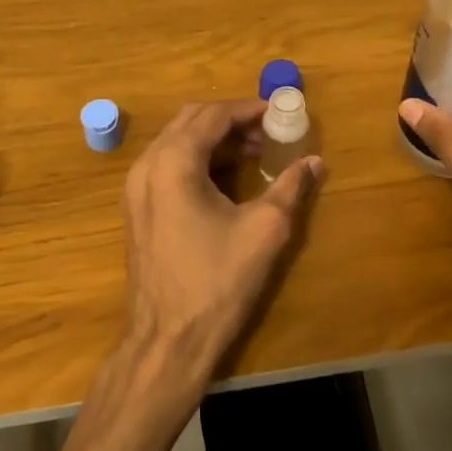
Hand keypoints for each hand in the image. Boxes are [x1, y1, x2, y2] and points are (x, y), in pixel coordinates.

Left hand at [121, 99, 324, 385]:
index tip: (279, 114)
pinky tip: (226, 177)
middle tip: (268, 131)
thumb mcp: (264, 231)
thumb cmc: (217, 282)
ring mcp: (136, 187)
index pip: (213, 115)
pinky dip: (197, 159)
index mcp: (174, 162)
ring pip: (177, 141)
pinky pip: (168, 165)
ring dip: (214, 139)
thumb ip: (290, 187)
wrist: (167, 340)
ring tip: (254, 153)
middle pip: (190, 120)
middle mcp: (147, 165)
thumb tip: (315, 161)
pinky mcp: (137, 208)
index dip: (248, 110)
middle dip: (231, 120)